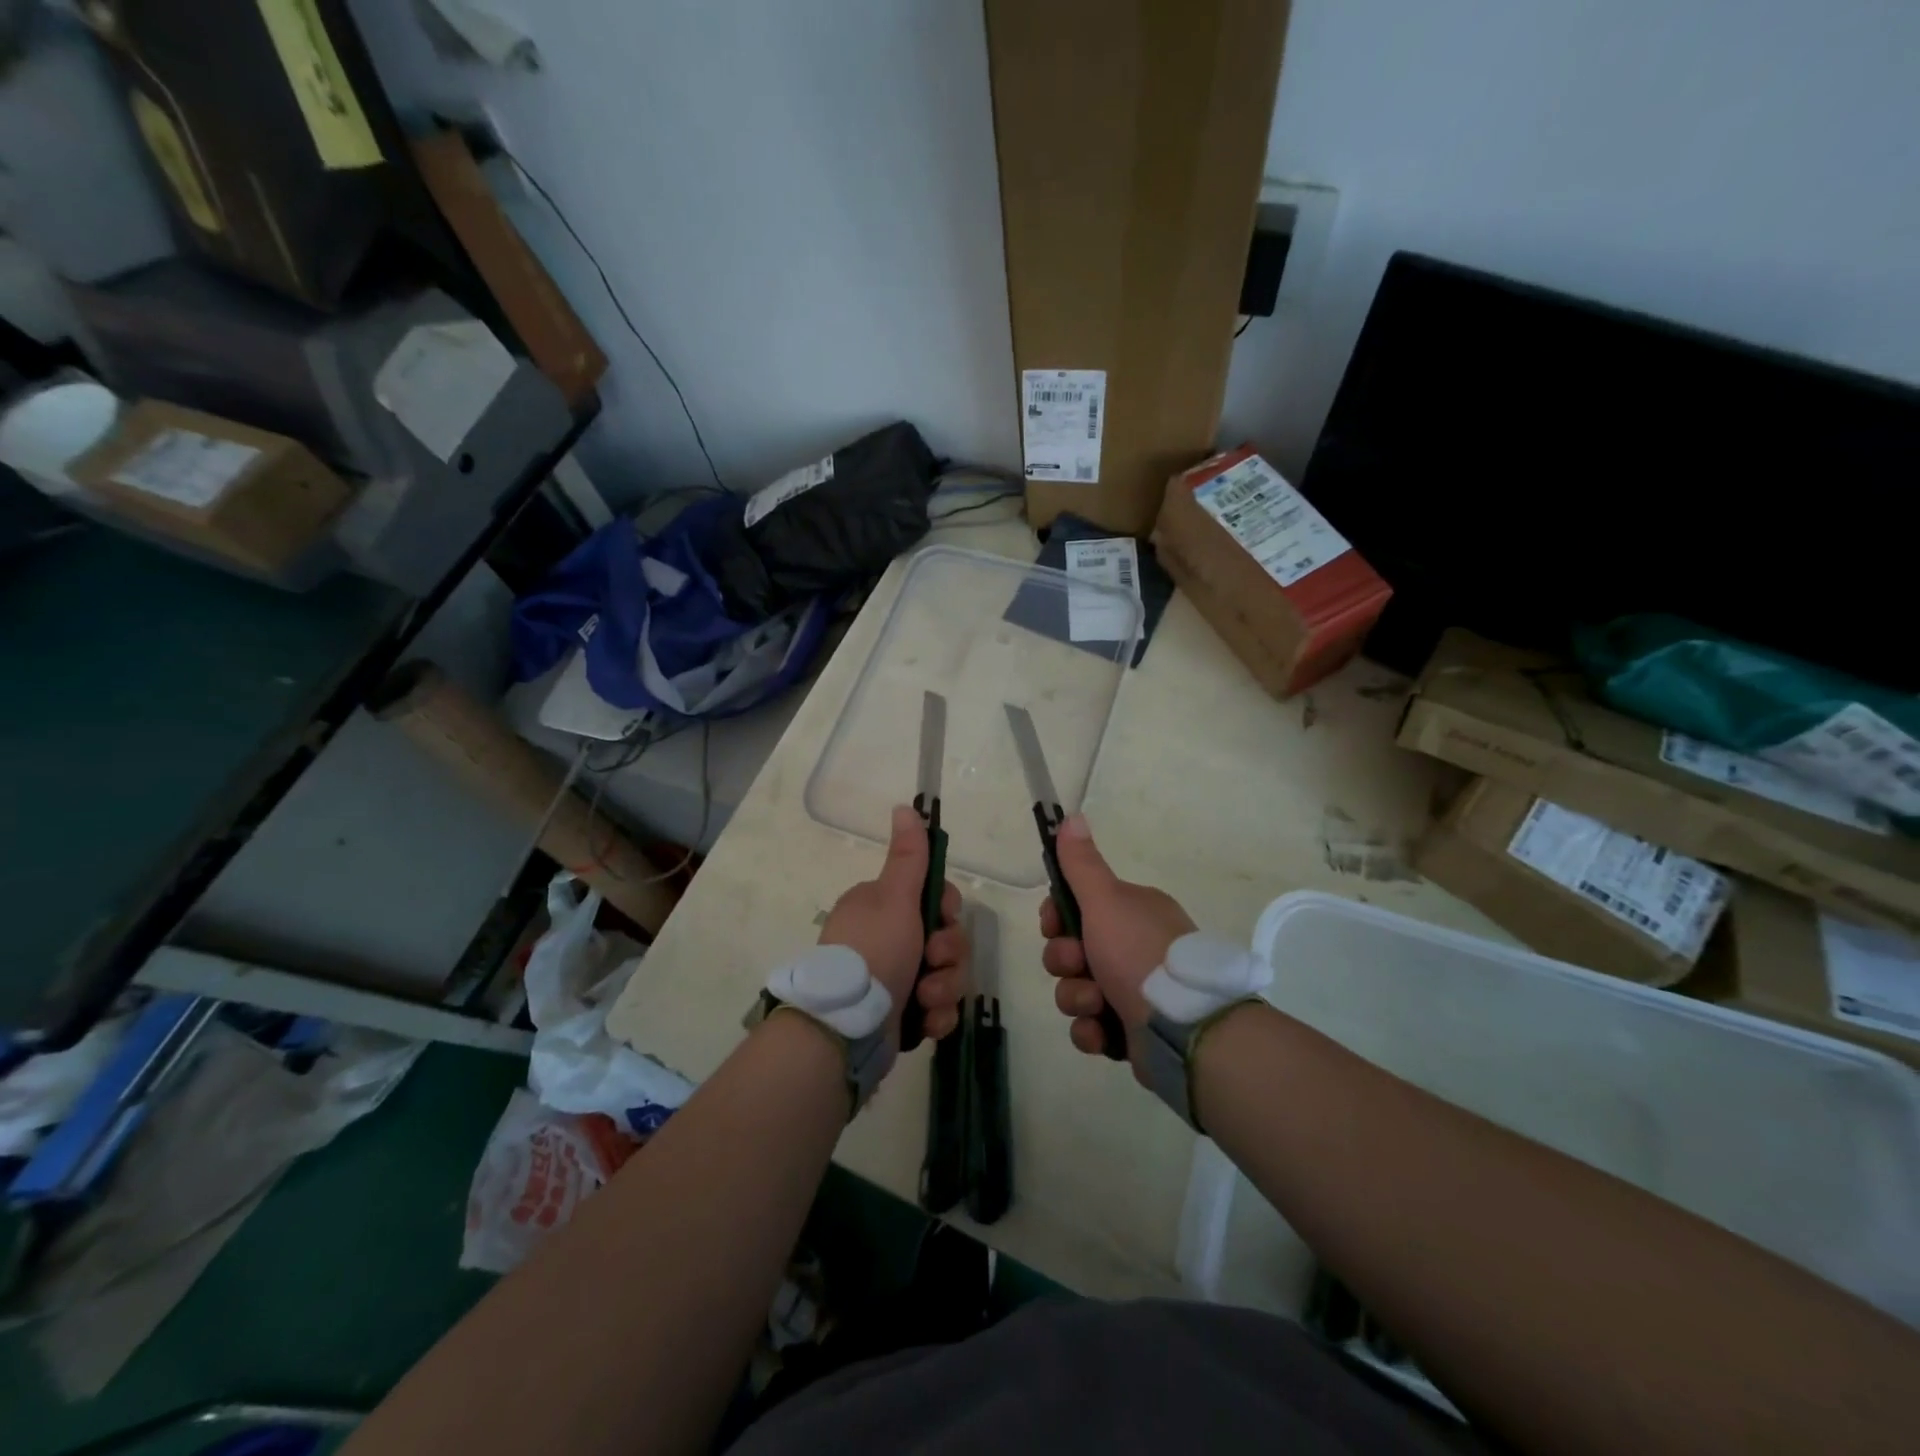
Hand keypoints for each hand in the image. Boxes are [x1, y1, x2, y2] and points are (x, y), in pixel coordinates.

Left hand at [819, 804, 967, 1044]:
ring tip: (925, 1000)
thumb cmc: (873, 953)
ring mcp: (893, 979)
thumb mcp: (894, 898)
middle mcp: (887, 939)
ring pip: (946, 975)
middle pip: (946, 939)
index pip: (934, 899)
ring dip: (945, 989)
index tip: (942, 919)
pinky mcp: (900, 1015)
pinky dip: (936, 1016)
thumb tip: (905, 806)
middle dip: (948, 956)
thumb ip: (908, 857)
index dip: (947, 911)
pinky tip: (926, 1024)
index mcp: (882, 907)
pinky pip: (937, 1008)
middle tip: (932, 964)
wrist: (843, 1031)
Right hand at [1040, 815, 1195, 1060]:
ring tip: (1097, 1005)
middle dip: (1065, 962)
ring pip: (1077, 990)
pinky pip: (1092, 1027)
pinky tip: (1103, 1033)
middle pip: (1071, 950)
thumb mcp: (1106, 900)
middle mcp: (1134, 946)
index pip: (1076, 906)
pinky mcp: (1133, 1032)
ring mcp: (1134, 991)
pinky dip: (1093, 1031)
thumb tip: (1071, 816)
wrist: (1185, 1027)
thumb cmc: (1139, 953)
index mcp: (1132, 912)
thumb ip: (1082, 864)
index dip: (1056, 917)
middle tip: (1079, 965)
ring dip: (1078, 998)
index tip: (1053, 924)